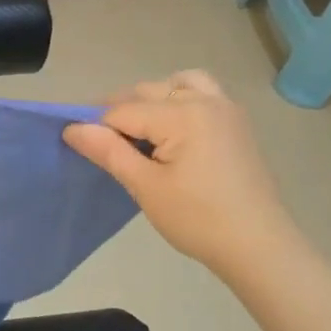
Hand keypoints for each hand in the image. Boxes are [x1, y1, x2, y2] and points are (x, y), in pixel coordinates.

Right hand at [64, 70, 301, 283]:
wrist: (259, 247)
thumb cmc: (197, 219)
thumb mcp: (145, 186)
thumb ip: (108, 151)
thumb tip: (72, 128)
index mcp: (182, 114)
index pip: (122, 111)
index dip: (97, 128)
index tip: (83, 149)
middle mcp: (205, 100)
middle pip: (147, 91)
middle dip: (121, 112)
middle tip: (107, 147)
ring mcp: (226, 109)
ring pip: (177, 83)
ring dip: (152, 99)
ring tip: (141, 131)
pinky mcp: (236, 123)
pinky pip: (201, 93)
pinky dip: (179, 100)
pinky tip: (172, 133)